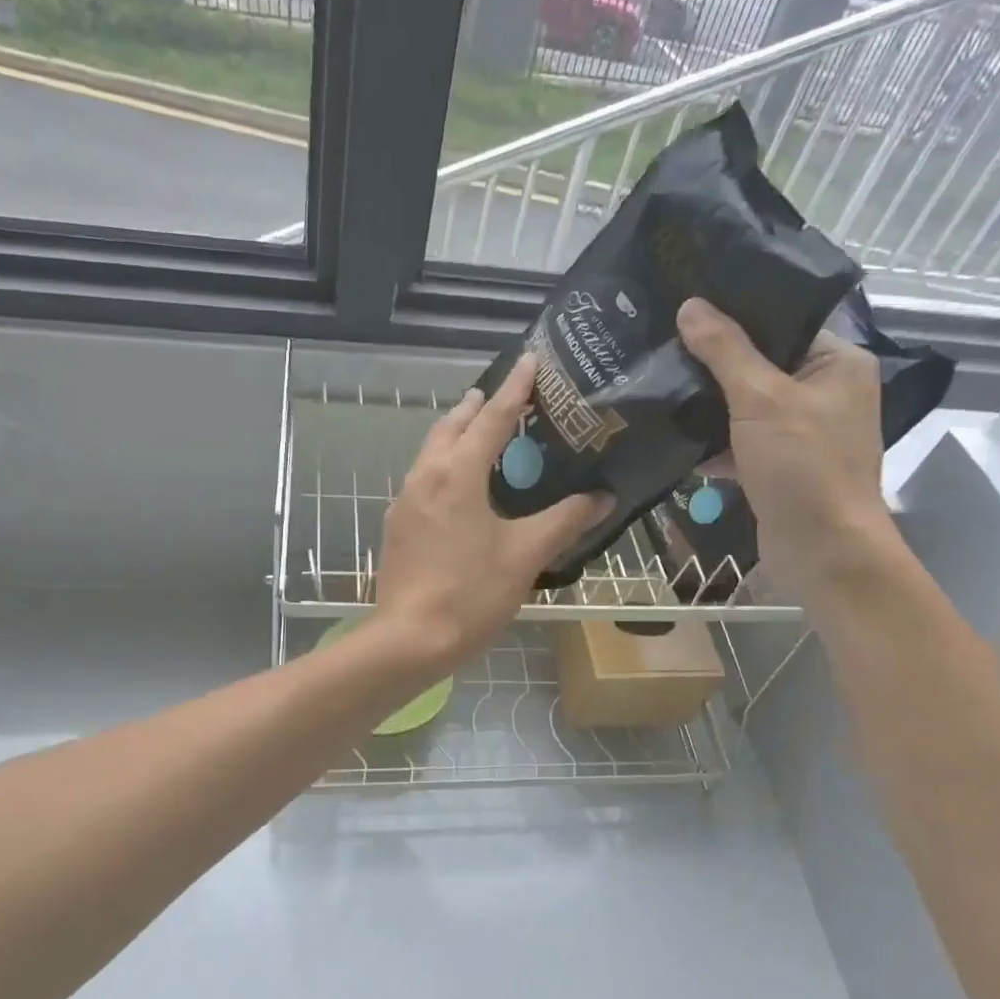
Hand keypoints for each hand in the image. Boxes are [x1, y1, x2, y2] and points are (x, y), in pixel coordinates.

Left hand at [372, 354, 610, 671]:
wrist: (409, 639)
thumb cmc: (471, 593)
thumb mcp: (525, 554)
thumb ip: (564, 520)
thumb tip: (601, 497)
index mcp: (457, 474)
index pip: (491, 417)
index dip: (514, 388)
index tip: (529, 359)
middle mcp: (425, 476)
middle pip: (451, 427)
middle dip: (476, 406)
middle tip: (502, 395)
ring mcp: (405, 501)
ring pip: (431, 451)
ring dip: (455, 434)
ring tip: (479, 432)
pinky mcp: (397, 525)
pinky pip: (423, 478)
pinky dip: (444, 465)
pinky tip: (459, 486)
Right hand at [677, 297, 891, 599]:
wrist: (822, 552)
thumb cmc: (803, 466)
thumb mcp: (760, 399)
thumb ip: (725, 351)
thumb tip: (690, 306)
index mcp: (837, 364)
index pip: (782, 325)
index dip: (736, 316)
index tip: (687, 308)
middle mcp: (825, 393)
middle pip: (759, 365)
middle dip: (713, 364)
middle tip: (663, 345)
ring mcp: (802, 433)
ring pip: (745, 407)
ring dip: (708, 406)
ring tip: (660, 385)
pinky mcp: (780, 467)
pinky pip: (741, 443)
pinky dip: (714, 444)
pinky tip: (675, 439)